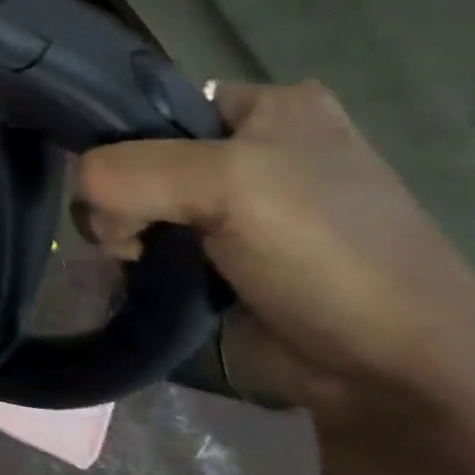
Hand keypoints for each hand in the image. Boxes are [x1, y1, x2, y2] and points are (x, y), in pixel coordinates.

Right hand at [76, 81, 474, 434]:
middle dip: (117, 195)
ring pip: (135, 200)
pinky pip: (148, 239)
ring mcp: (236, 206)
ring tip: (138, 259)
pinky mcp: (220, 255)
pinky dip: (132, 256)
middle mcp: (252, 147)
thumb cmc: (325, 254)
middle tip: (130, 233)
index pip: (154, 101)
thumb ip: (124, 172)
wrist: (392, 373)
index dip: (117, 137)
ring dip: (121, 231)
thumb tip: (82, 201)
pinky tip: (140, 272)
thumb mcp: (224, 184)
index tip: (109, 180)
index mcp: (270, 107)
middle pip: (137, 154)